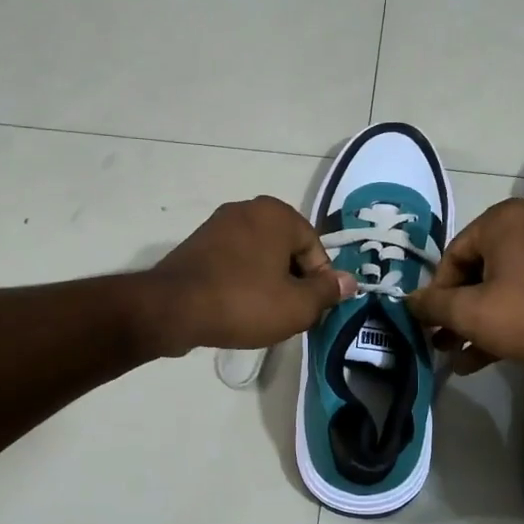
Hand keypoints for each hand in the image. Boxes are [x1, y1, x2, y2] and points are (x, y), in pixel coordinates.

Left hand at [141, 196, 353, 356]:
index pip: (315, 248)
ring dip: (267, 281)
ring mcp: (219, 224)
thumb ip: (327, 292)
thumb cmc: (243, 302)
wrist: (173, 308)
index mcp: (277, 214)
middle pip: (287, 249)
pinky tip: (237, 306)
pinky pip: (234, 261)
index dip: (318, 282)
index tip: (310, 310)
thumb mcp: (297, 306)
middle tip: (288, 313)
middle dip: (293, 280)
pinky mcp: (198, 243)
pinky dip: (242, 280)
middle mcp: (249, 209)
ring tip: (262, 314)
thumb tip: (350, 281)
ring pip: (260, 256)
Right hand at [406, 199, 523, 371]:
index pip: (452, 256)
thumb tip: (408, 302)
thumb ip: (432, 305)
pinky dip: (503, 319)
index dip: (436, 294)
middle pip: (476, 272)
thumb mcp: (469, 312)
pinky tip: (481, 357)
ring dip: (476, 322)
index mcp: (502, 220)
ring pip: (500, 287)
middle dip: (456, 312)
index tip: (431, 324)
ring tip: (456, 356)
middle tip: (441, 341)